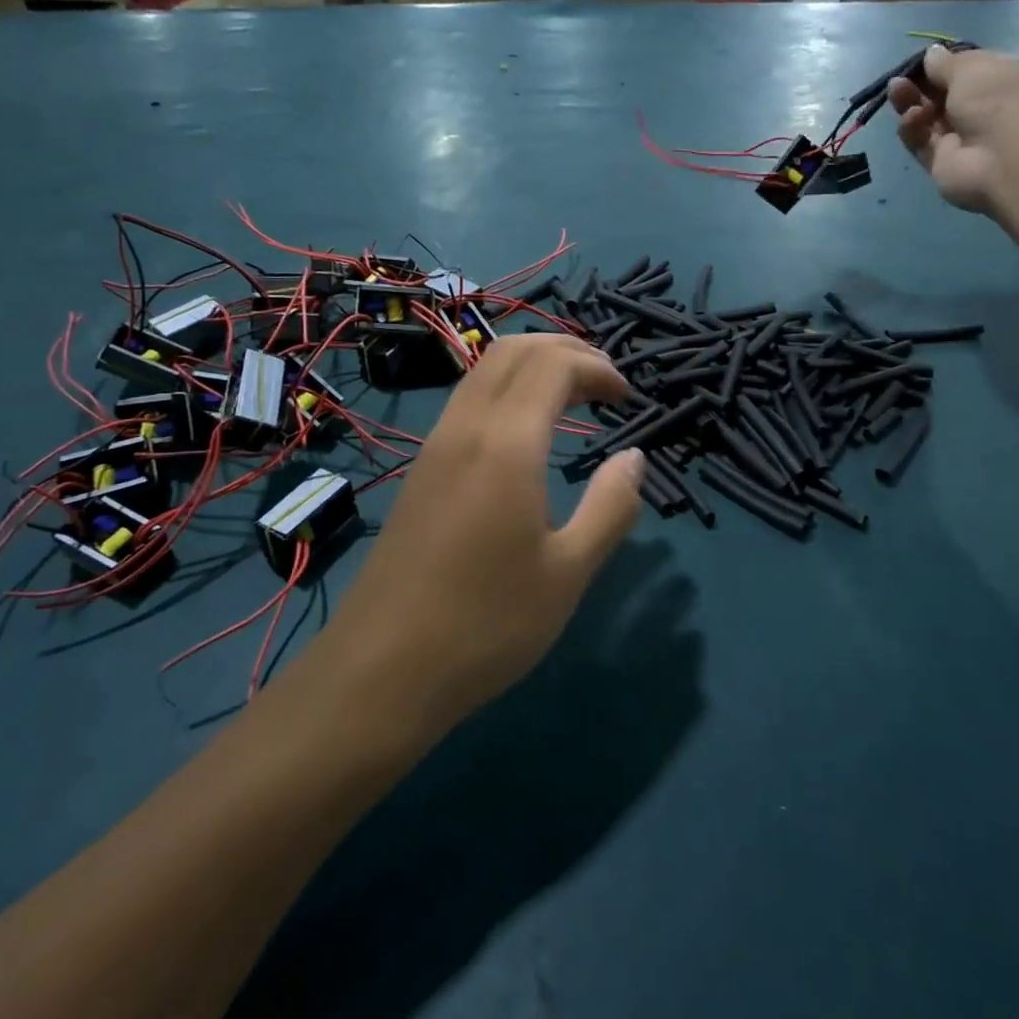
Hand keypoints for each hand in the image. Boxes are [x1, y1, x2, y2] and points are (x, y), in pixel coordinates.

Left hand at [322, 334, 644, 735]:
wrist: (382, 669)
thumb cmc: (487, 624)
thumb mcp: (568, 573)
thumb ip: (611, 507)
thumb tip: (635, 458)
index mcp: (506, 443)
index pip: (553, 364)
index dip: (597, 367)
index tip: (628, 398)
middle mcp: (465, 427)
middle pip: (514, 350)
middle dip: (566, 350)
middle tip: (605, 384)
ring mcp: (435, 445)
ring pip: (485, 370)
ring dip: (533, 366)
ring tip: (573, 398)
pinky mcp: (421, 469)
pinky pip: (468, 399)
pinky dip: (507, 390)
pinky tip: (527, 432)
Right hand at [888, 45, 1018, 216]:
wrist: (1007, 159)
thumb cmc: (999, 99)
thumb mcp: (972, 67)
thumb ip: (945, 63)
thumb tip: (930, 54)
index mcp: (1002, 78)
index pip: (967, 69)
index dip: (942, 64)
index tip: (920, 60)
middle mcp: (983, 107)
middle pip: (942, 94)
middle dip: (920, 84)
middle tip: (899, 79)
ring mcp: (962, 137)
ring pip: (927, 117)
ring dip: (910, 102)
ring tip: (897, 91)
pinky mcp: (942, 161)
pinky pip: (921, 141)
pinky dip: (912, 128)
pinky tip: (910, 118)